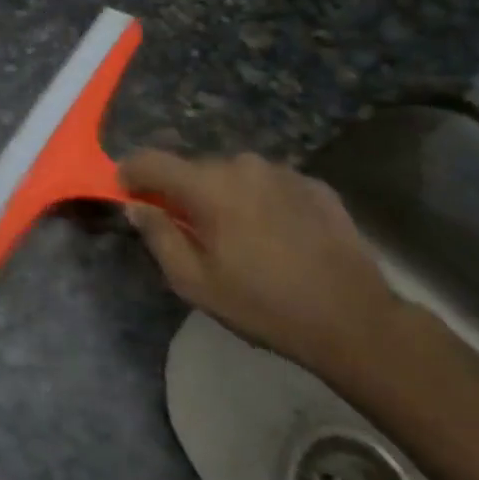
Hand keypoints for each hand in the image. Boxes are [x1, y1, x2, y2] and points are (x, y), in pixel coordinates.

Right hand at [118, 149, 397, 373]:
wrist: (353, 319)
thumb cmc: (263, 305)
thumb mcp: (195, 282)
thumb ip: (159, 236)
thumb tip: (136, 207)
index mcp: (208, 186)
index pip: (151, 160)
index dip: (131, 172)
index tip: (125, 191)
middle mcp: (243, 165)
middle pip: (194, 168)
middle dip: (181, 191)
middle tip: (185, 228)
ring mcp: (283, 172)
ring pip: (234, 175)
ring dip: (223, 195)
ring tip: (234, 235)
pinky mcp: (314, 185)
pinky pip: (269, 184)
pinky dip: (259, 201)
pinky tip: (273, 235)